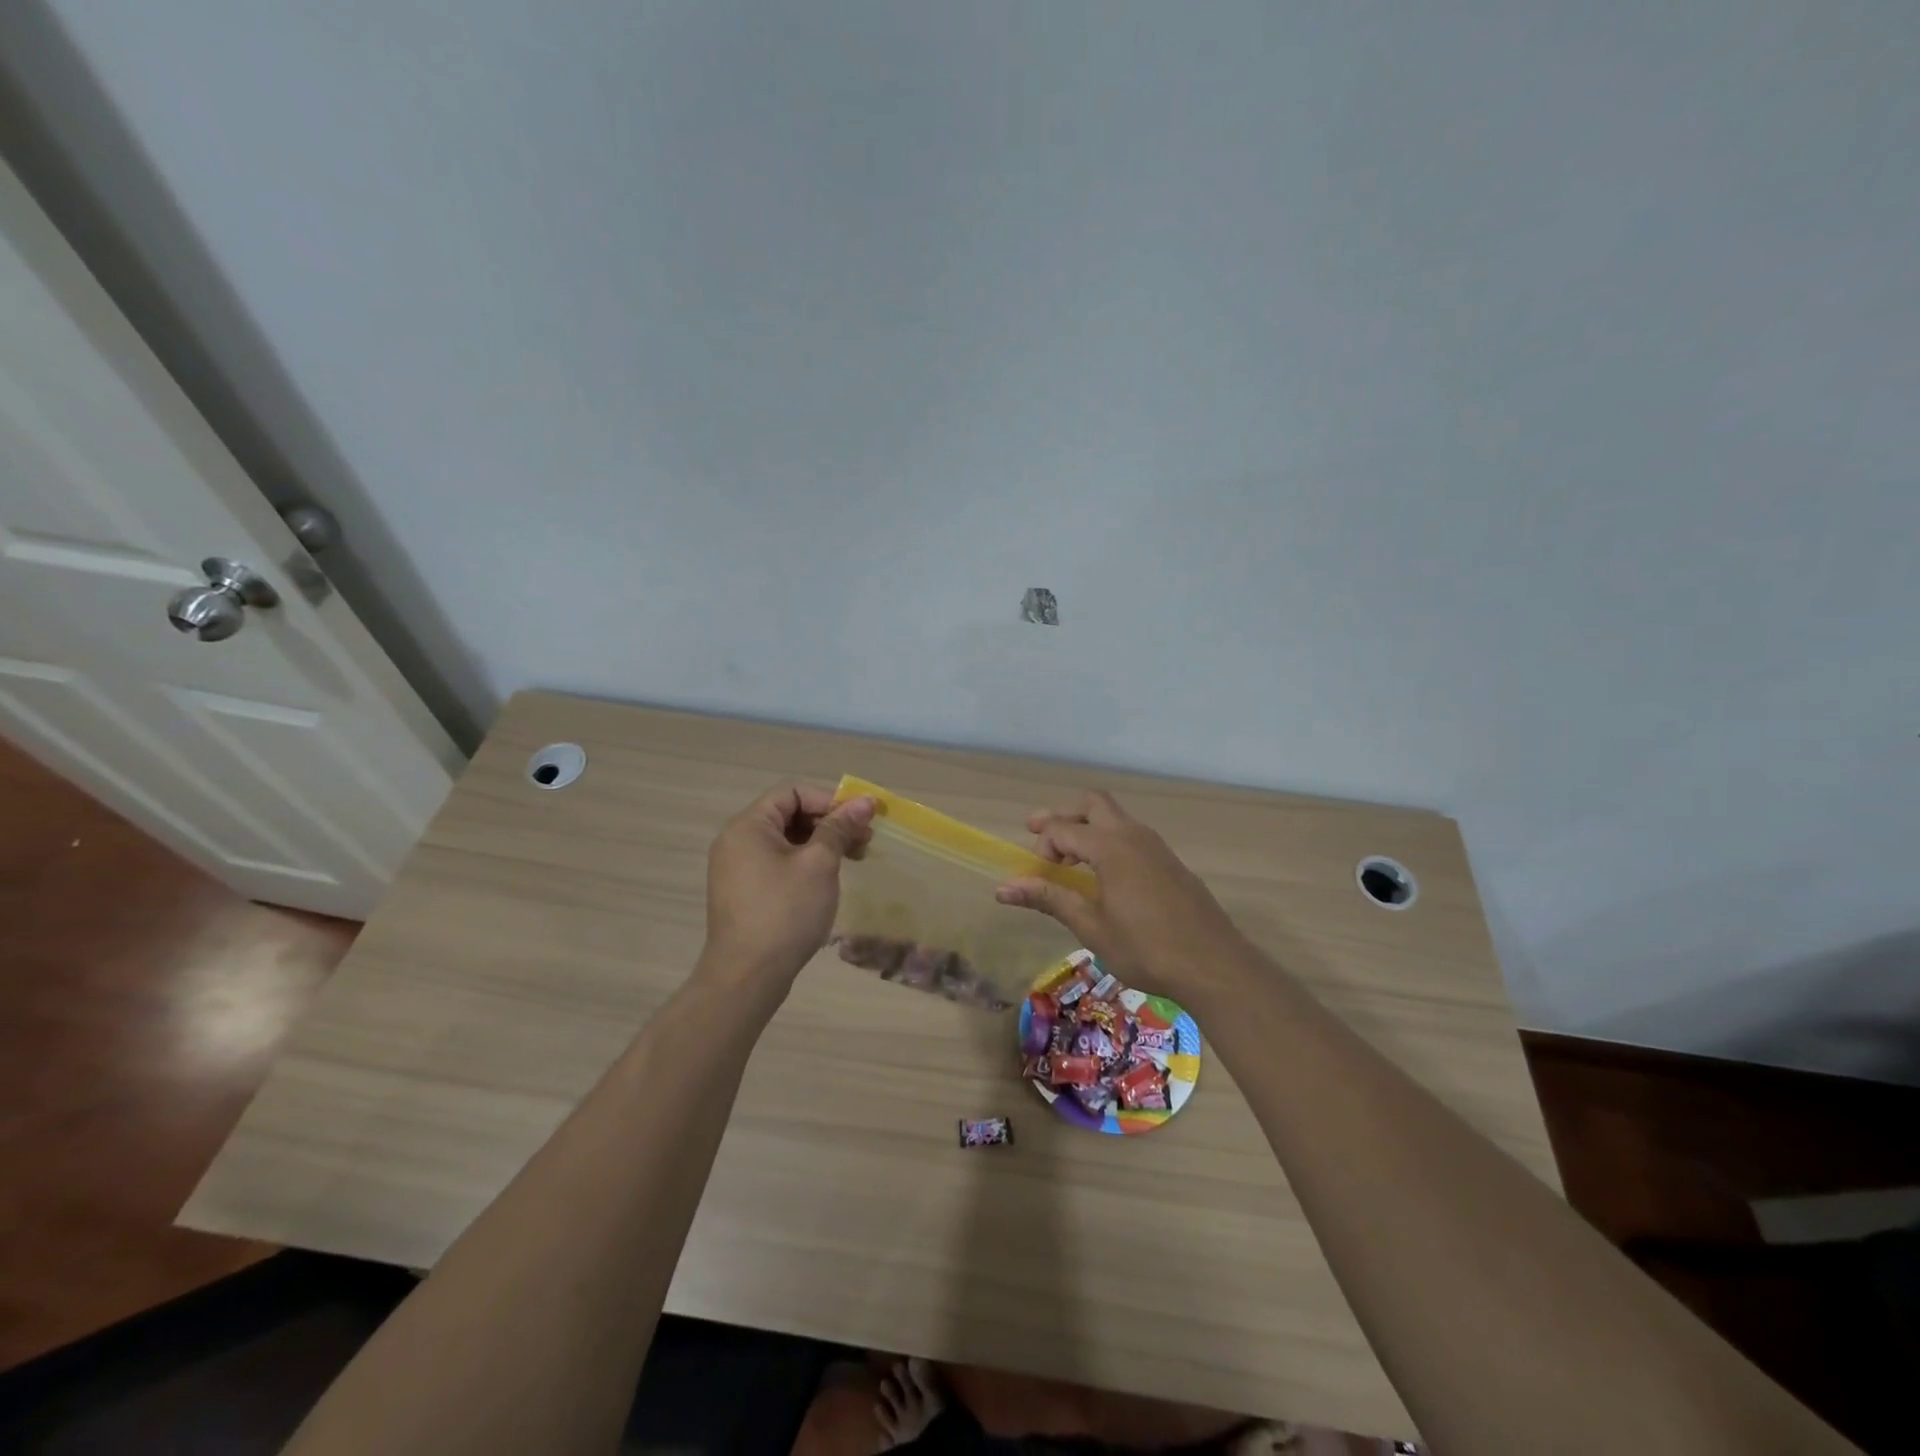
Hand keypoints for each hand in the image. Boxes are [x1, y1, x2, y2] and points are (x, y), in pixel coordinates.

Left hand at [698, 784, 874, 998]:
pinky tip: (828, 880)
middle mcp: (737, 841)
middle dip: (830, 823)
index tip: (861, 820)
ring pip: (786, 841)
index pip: (793, 792)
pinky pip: (778, 863)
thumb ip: (840, 828)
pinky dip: (805, 864)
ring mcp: (737, 869)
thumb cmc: (785, 912)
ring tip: (854, 860)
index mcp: (748, 826)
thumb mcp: (819, 864)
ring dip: (822, 844)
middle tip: (864, 842)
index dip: (830, 800)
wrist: (747, 977)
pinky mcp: (744, 893)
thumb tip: (865, 801)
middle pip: (789, 814)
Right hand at [994, 791, 1248, 1002]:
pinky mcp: (1170, 861)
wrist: (1215, 965)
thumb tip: (1003, 888)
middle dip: (1063, 815)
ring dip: (1087, 828)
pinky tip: (1105, 877)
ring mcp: (1156, 846)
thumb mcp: (1091, 926)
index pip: (1063, 828)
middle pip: (1092, 803)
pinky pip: (1131, 835)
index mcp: (1111, 847)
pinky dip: (1109, 842)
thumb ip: (1050, 898)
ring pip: (1114, 817)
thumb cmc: (1146, 948)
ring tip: (1070, 860)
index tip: (1032, 873)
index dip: (1041, 845)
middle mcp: (1133, 835)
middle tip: (1039, 836)